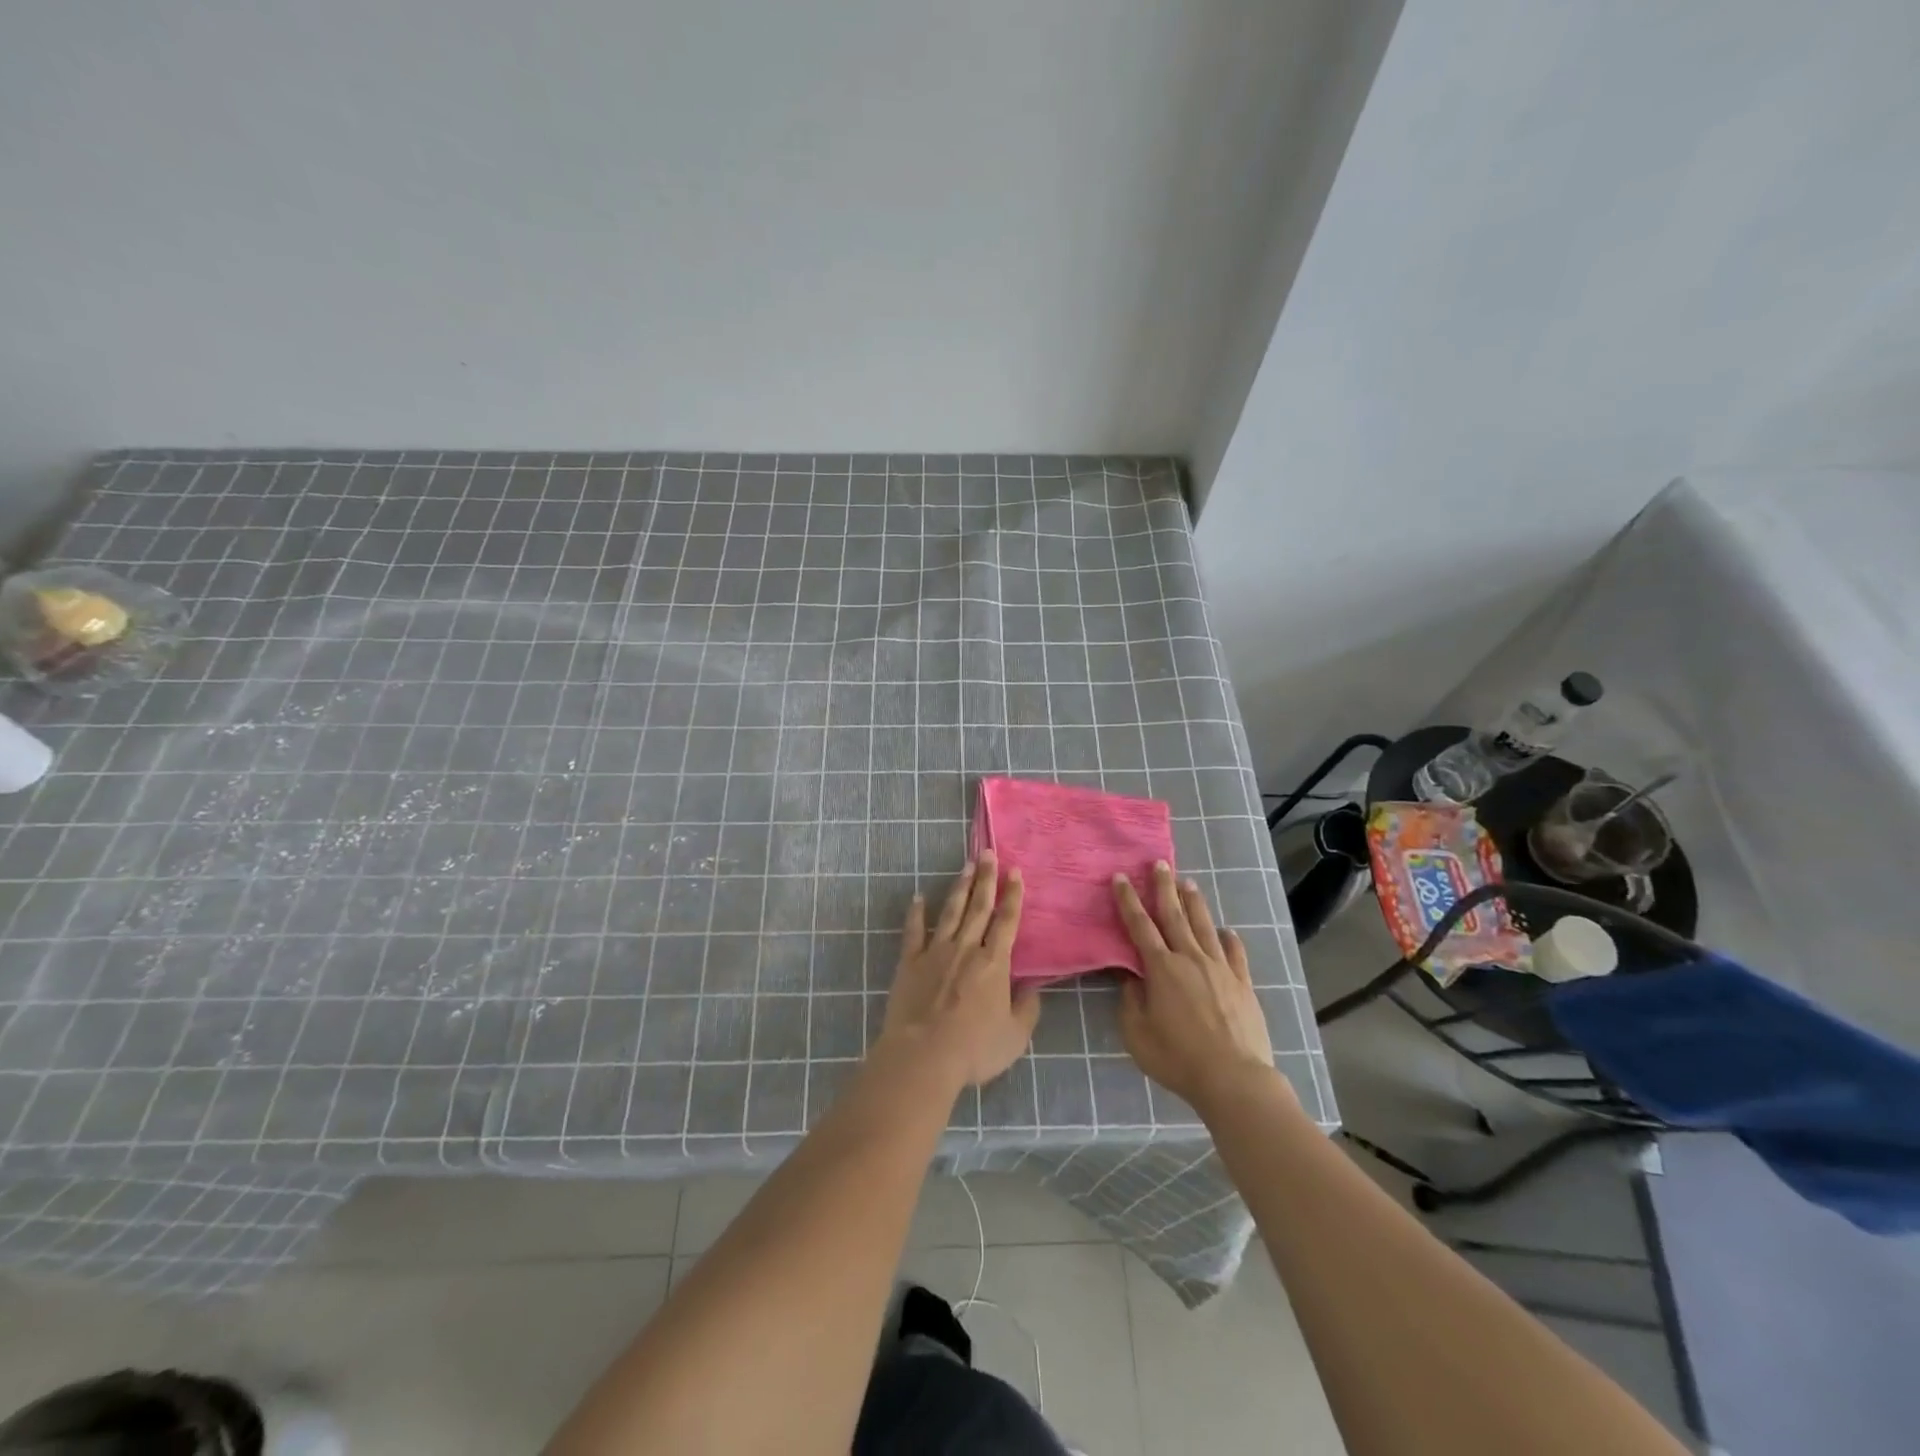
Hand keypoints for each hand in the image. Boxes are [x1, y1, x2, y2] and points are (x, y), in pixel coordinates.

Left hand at [881, 851, 1041, 1089]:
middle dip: (986, 878)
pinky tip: (918, 898)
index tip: (1015, 872)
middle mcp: (966, 948)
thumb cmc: (974, 1049)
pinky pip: (914, 931)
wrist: (923, 1055)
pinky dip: (916, 913)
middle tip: (988, 853)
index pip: (1007, 921)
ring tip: (966, 866)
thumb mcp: (1014, 1036)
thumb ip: (1027, 1010)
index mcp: (994, 963)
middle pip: (979, 907)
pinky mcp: (910, 962)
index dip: (1012, 896)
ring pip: (951, 912)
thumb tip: (1034, 989)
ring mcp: (936, 952)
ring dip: (960, 888)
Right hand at [1113, 862, 1276, 1113]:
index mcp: (1161, 968)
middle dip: (1164, 887)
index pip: (1140, 926)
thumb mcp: (1138, 1034)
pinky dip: (1229, 939)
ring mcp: (1220, 969)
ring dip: (1194, 903)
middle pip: (1174, 915)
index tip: (1121, 877)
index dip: (1129, 900)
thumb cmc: (1178, 1058)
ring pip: (1205, 926)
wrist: (1234, 1078)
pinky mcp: (1243, 984)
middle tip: (1160, 863)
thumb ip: (1131, 1001)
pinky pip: (1235, 953)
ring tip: (1188, 883)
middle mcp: (1190, 959)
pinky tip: (1227, 931)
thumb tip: (1131, 978)